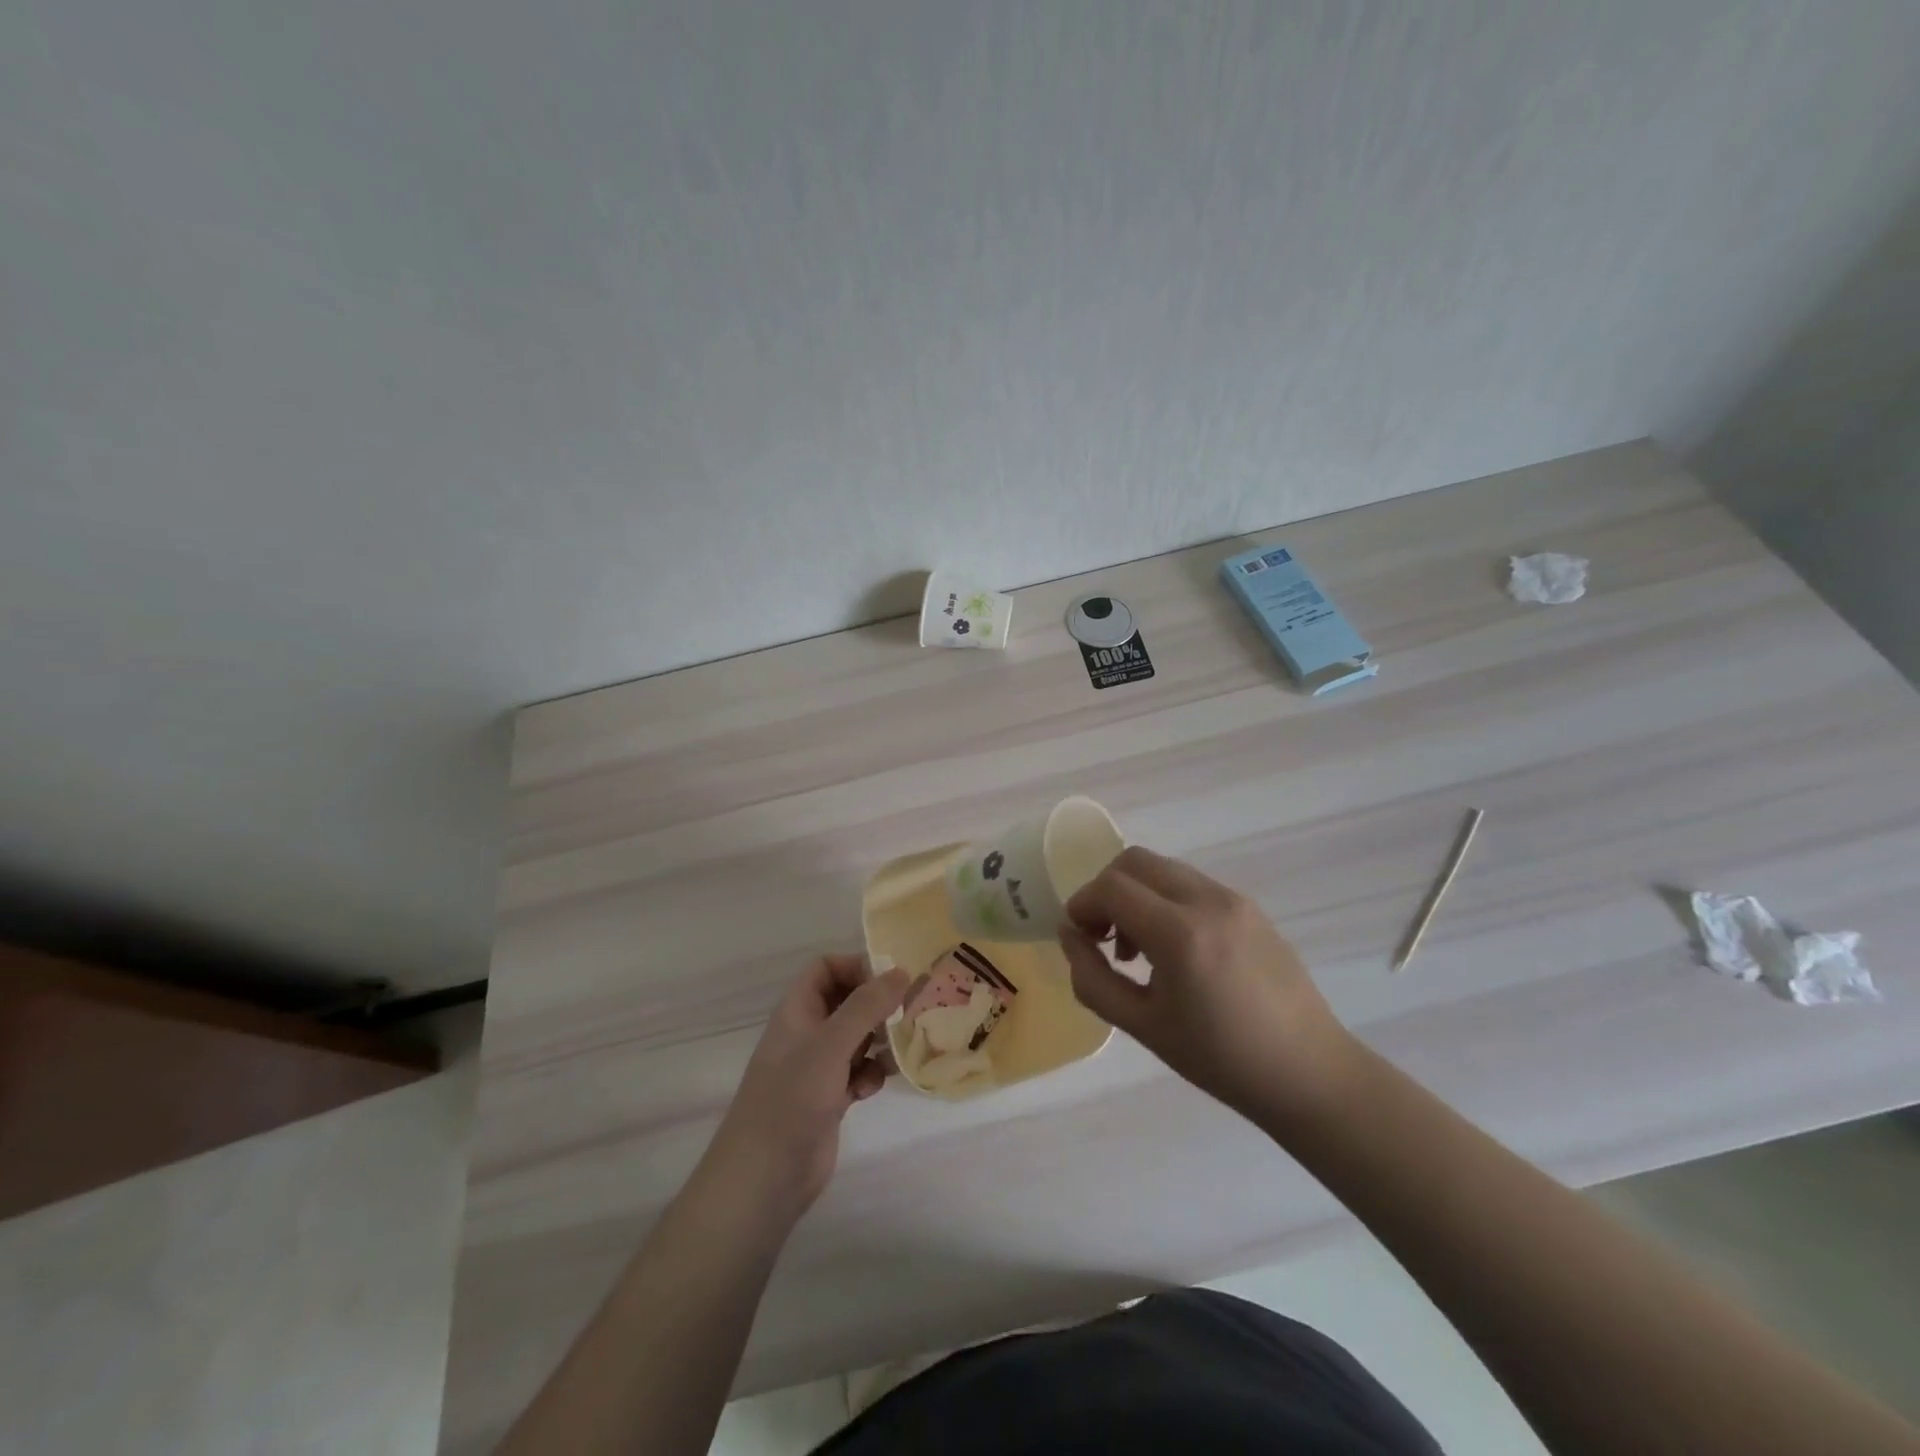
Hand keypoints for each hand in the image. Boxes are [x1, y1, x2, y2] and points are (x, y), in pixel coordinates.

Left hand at [704, 956, 907, 1222]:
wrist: (764, 1177)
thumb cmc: (792, 1098)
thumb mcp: (831, 1044)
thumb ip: (866, 1006)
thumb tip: (901, 971)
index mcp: (797, 1011)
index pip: (826, 969)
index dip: (856, 967)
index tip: (891, 979)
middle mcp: (807, 1033)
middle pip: (846, 1001)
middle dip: (876, 1004)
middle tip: (909, 1010)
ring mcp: (817, 1068)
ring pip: (856, 1038)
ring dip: (878, 1041)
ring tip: (898, 1048)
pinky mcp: (829, 1099)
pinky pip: (858, 1072)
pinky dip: (870, 1075)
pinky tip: (872, 1089)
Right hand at [1056, 846, 1358, 1122]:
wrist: (1309, 1073)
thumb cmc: (1220, 1060)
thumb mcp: (1143, 1027)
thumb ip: (1093, 978)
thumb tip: (1069, 936)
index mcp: (1180, 933)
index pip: (1111, 887)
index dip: (1082, 905)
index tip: (1078, 937)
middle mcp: (1207, 900)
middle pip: (1135, 861)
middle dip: (1106, 890)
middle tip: (1102, 936)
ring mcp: (1233, 899)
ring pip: (1164, 868)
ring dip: (1136, 894)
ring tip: (1138, 949)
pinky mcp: (1250, 907)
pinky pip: (1191, 884)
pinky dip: (1165, 900)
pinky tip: (1173, 949)